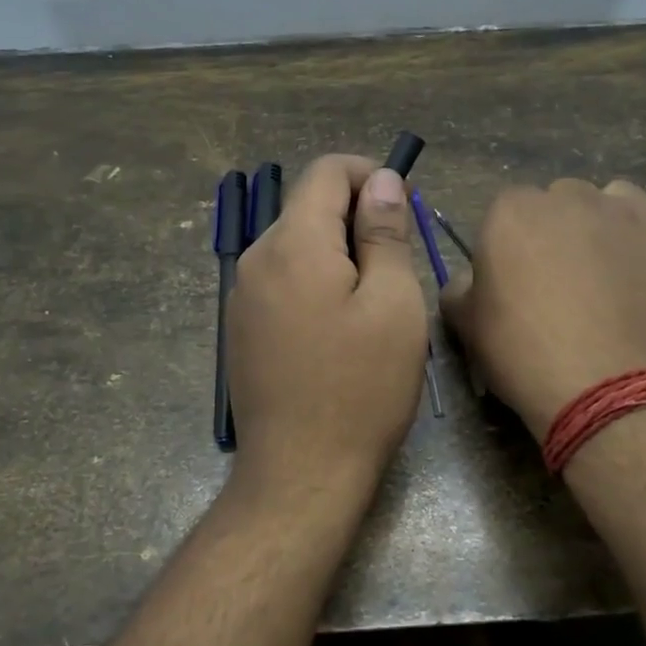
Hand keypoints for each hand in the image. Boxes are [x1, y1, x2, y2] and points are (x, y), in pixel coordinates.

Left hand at [226, 155, 427, 500]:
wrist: (301, 473)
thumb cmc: (360, 389)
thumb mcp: (393, 304)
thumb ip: (384, 234)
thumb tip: (382, 182)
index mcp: (293, 244)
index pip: (326, 171)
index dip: (370, 175)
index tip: (403, 210)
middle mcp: (256, 260)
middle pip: (308, 208)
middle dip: (357, 219)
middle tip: (399, 266)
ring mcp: (242, 298)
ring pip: (296, 247)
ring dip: (339, 255)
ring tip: (375, 304)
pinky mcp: (243, 330)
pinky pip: (283, 283)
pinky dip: (317, 284)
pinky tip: (340, 331)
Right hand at [441, 179, 645, 437]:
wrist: (613, 390)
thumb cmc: (527, 356)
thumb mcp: (468, 328)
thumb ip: (460, 290)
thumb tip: (469, 282)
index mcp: (513, 212)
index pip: (506, 212)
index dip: (509, 248)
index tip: (515, 283)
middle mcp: (573, 197)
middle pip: (561, 201)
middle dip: (558, 231)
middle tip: (562, 282)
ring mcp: (632, 213)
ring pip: (615, 201)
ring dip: (608, 225)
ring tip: (609, 274)